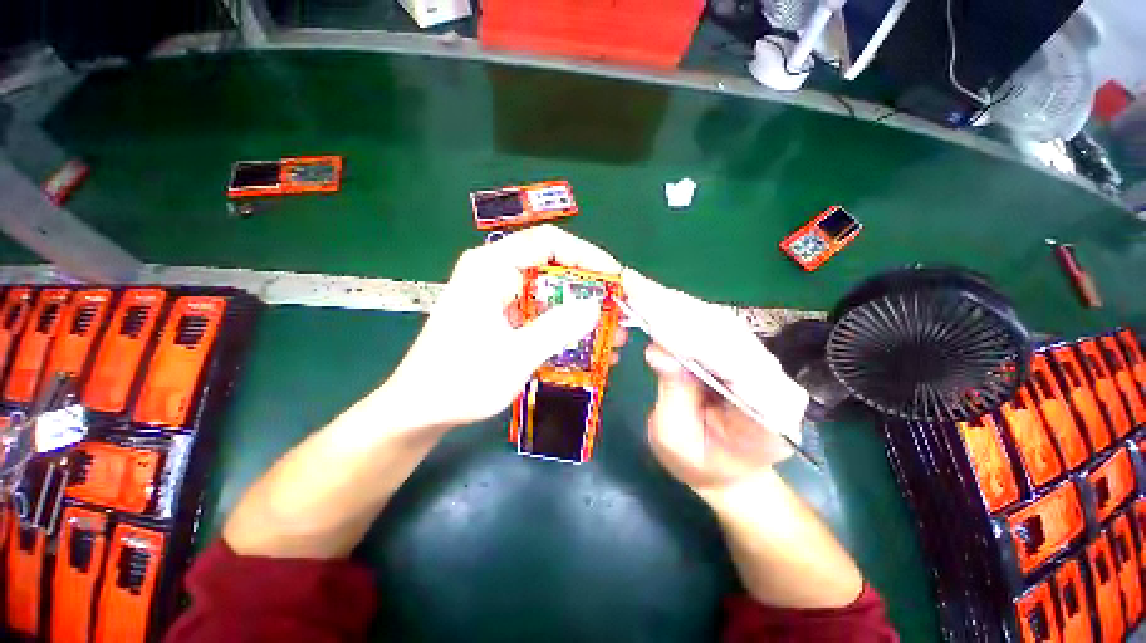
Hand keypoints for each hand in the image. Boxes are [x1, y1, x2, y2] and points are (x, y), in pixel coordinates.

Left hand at [383, 225, 621, 432]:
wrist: (420, 410)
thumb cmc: (460, 380)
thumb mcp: (515, 355)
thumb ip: (557, 328)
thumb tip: (595, 306)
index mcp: (491, 267)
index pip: (548, 242)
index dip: (586, 255)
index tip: (614, 278)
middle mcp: (495, 273)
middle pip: (552, 267)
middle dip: (589, 291)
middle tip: (616, 313)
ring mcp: (499, 296)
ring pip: (550, 293)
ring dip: (581, 313)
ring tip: (610, 335)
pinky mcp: (502, 317)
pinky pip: (541, 313)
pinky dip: (565, 327)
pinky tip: (587, 348)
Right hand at [624, 270, 808, 492]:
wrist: (730, 470)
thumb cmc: (701, 464)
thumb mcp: (676, 439)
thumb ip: (672, 393)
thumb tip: (658, 349)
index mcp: (769, 411)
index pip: (732, 361)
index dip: (691, 337)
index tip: (654, 318)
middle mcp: (774, 378)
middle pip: (726, 333)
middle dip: (678, 311)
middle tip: (639, 288)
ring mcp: (762, 363)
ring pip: (719, 323)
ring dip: (678, 305)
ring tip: (644, 289)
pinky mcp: (743, 353)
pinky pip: (712, 326)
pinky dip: (682, 312)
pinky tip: (659, 300)